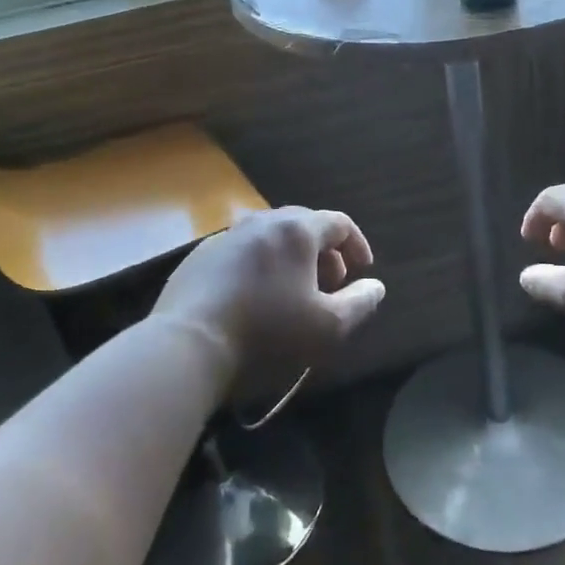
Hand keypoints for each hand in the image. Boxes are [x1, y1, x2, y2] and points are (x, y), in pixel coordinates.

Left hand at [152, 207, 385, 403]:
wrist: (188, 343)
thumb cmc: (268, 332)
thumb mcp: (328, 326)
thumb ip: (360, 303)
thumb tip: (376, 286)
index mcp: (296, 230)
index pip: (339, 223)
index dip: (357, 245)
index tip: (363, 271)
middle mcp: (262, 221)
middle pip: (304, 225)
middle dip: (325, 253)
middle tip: (330, 285)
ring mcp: (227, 235)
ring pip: (271, 237)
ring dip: (291, 259)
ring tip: (293, 293)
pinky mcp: (201, 255)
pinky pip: (243, 252)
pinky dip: (260, 267)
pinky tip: (255, 298)